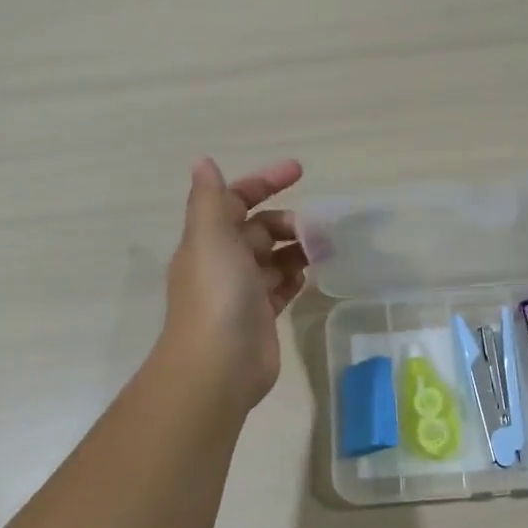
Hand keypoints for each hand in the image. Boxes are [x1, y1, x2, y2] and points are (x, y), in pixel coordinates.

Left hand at [160, 157, 307, 410]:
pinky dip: (296, 276)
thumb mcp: (211, 236)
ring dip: (296, 248)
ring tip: (325, 248)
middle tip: (316, 227)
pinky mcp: (261, 316)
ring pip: (273, 258)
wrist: (219, 365)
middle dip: (287, 222)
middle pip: (258, 229)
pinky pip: (281, 286)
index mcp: (208, 239)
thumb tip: (203, 161)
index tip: (299, 171)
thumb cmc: (217, 294)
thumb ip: (211, 199)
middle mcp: (223, 261)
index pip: (235, 200)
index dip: (264, 182)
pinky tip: (312, 275)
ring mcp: (242, 290)